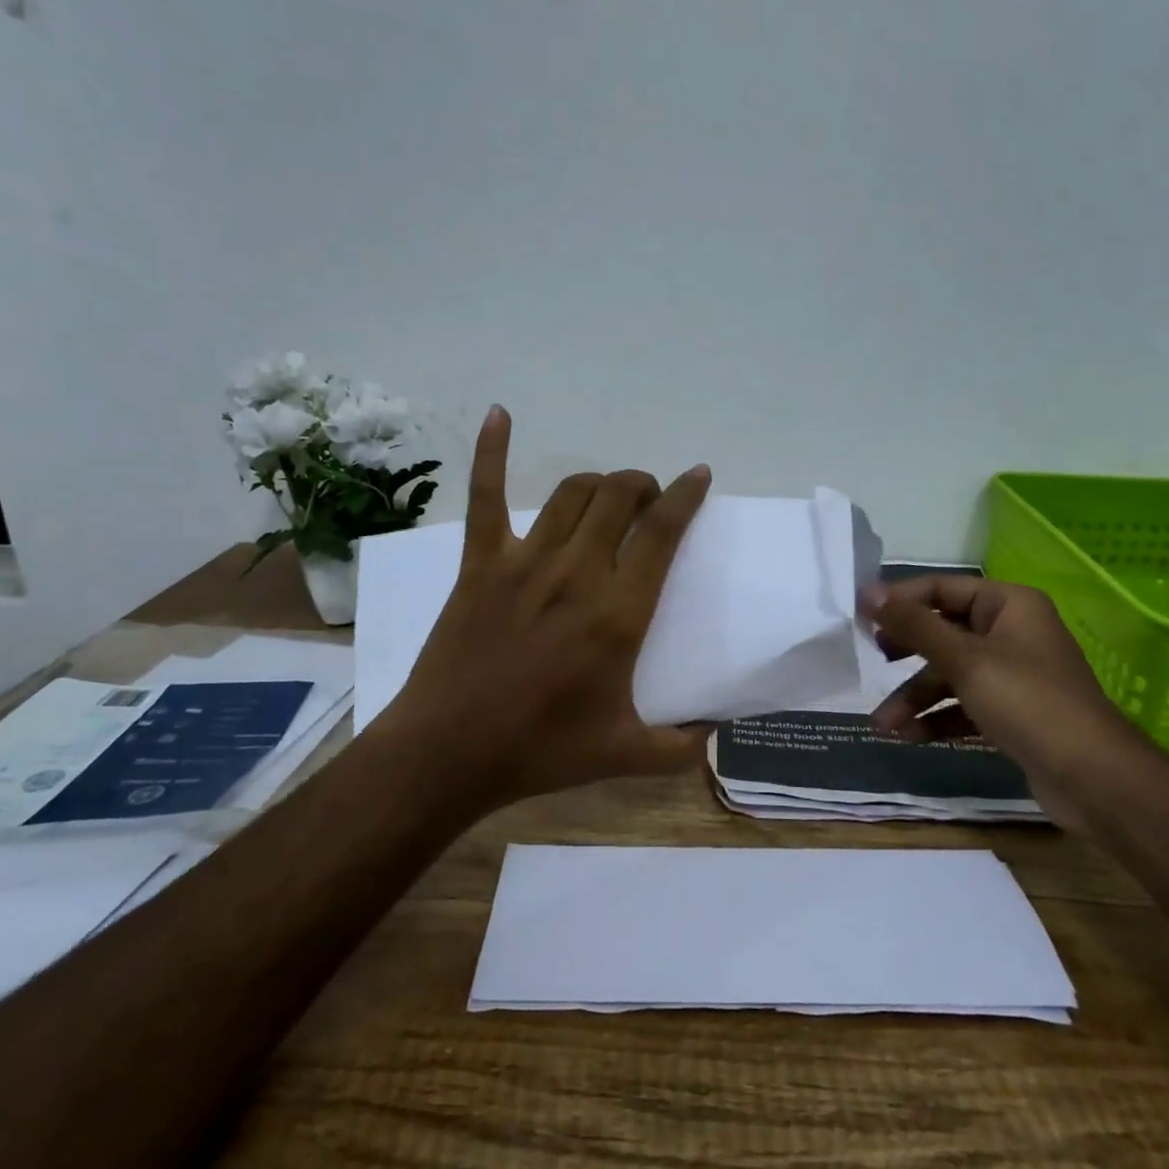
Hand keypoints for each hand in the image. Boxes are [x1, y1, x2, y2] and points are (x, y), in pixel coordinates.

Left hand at [377, 406, 713, 814]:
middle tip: (649, 500)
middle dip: (643, 486)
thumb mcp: (625, 755)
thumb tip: (719, 735)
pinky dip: (491, 451)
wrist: (449, 751)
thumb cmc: (540, 750)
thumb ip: (682, 748)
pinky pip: (486, 495)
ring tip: (609, 493)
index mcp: (618, 613)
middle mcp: (577, 572)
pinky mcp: (480, 562)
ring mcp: (525, 561)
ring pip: (572, 493)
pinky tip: (499, 414)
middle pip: (619, 498)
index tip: (698, 476)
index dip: (686, 496)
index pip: (662, 533)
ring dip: (599, 482)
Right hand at [861, 576, 1146, 830]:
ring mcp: (1012, 674)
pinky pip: (963, 705)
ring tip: (882, 724)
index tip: (860, 618)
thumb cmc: (1028, 703)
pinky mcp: (1011, 712)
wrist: (1095, 779)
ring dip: (915, 697)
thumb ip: (914, 625)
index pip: (941, 589)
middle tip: (873, 661)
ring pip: (950, 674)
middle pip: (943, 632)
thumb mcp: (964, 660)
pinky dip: (937, 718)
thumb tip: (868, 591)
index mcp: (1008, 605)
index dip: (900, 602)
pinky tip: (909, 737)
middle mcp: (1011, 632)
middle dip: (906, 654)